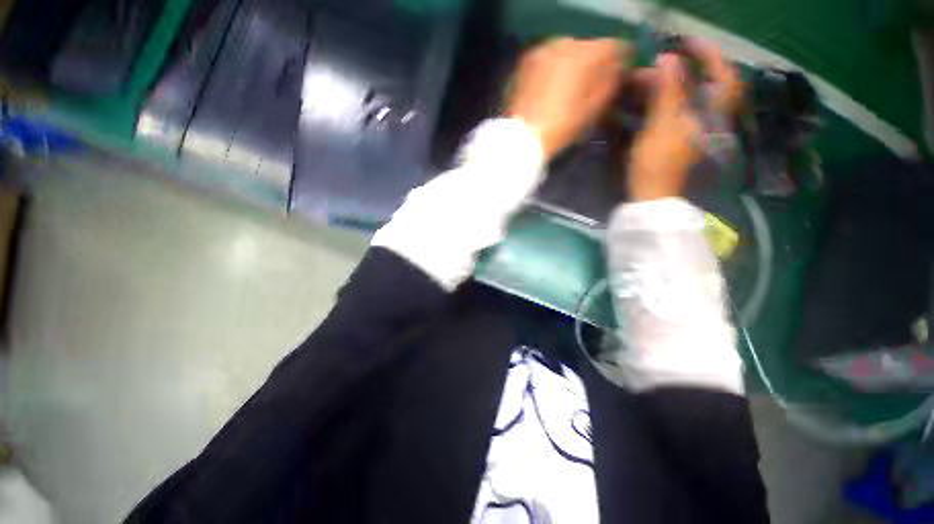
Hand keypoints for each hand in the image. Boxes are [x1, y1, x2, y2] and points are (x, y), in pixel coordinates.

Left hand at [507, 38, 628, 158]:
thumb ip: (610, 83)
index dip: (619, 63)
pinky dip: (554, 69)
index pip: (615, 47)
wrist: (521, 139)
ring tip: (568, 90)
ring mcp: (542, 51)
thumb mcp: (593, 110)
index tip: (617, 78)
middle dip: (593, 64)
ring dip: (572, 65)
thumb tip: (618, 69)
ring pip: (567, 51)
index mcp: (587, 55)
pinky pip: (548, 59)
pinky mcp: (525, 62)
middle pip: (589, 47)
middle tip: (590, 86)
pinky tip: (550, 89)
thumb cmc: (560, 128)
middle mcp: (564, 44)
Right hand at [627, 39, 742, 200]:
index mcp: (712, 111)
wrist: (652, 195)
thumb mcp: (663, 125)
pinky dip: (659, 101)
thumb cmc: (658, 162)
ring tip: (640, 83)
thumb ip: (669, 90)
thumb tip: (669, 58)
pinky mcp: (677, 136)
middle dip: (676, 70)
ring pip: (684, 96)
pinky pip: (672, 110)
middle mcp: (708, 115)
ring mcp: (692, 127)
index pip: (722, 72)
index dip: (707, 53)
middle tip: (651, 66)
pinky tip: (642, 101)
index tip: (683, 42)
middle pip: (700, 83)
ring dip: (664, 85)